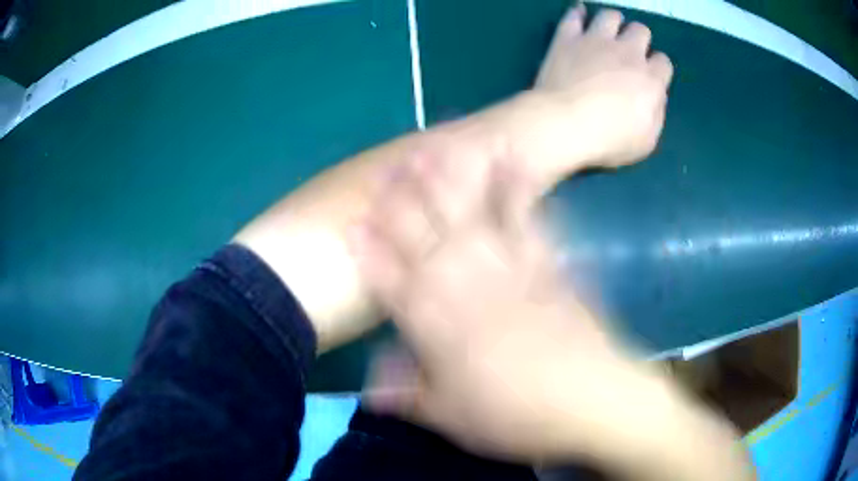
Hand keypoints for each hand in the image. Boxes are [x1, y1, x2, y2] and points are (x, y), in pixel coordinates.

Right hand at [351, 159, 660, 462]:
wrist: (589, 400)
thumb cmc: (515, 417)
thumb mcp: (452, 419)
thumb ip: (409, 397)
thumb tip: (370, 392)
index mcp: (437, 327)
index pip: (390, 281)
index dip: (368, 252)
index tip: (352, 223)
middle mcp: (466, 287)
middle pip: (423, 238)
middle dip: (399, 202)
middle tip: (384, 169)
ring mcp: (508, 269)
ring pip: (467, 217)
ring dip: (445, 182)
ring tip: (429, 150)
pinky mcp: (546, 264)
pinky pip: (527, 219)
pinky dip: (516, 188)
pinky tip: (509, 160)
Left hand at [501, 6, 673, 183]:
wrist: (564, 124)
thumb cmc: (609, 140)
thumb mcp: (647, 140)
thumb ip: (657, 113)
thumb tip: (657, 96)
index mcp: (651, 78)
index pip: (663, 62)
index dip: (658, 69)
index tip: (649, 79)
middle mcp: (627, 52)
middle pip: (641, 31)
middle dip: (639, 40)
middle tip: (628, 55)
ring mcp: (596, 40)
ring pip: (611, 16)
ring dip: (613, 23)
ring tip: (607, 34)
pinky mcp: (567, 37)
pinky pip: (574, 15)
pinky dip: (577, 14)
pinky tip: (579, 15)